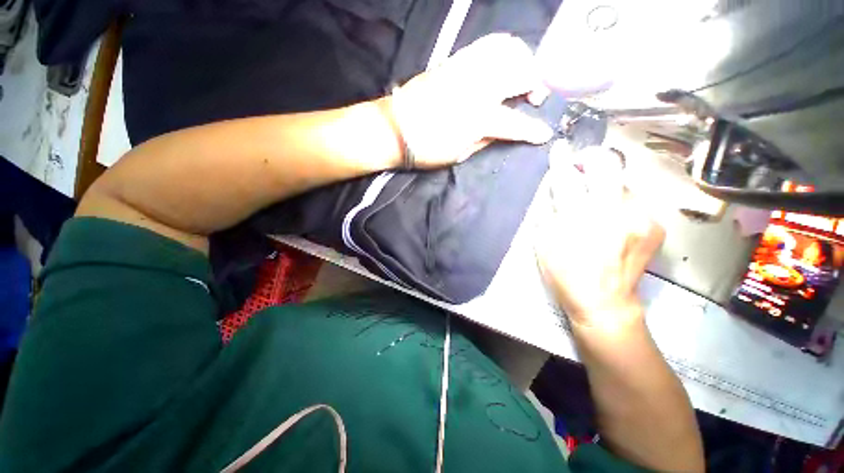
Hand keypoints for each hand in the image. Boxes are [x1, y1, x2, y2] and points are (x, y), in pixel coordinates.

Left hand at [387, 33, 552, 168]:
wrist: (395, 129)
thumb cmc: (426, 150)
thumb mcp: (458, 155)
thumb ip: (484, 141)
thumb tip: (501, 132)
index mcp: (479, 119)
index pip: (516, 123)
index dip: (533, 131)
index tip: (544, 135)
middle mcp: (478, 88)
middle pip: (521, 73)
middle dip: (536, 84)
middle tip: (534, 97)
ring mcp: (466, 69)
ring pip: (508, 50)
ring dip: (523, 61)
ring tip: (521, 77)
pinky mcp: (454, 61)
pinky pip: (487, 44)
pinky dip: (503, 49)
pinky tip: (503, 62)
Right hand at [536, 146, 664, 334]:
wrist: (604, 302)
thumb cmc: (565, 273)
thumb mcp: (544, 243)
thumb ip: (549, 211)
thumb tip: (557, 189)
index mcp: (578, 220)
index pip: (568, 178)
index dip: (562, 160)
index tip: (560, 147)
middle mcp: (614, 212)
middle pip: (608, 167)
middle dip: (593, 159)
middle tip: (583, 164)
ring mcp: (640, 217)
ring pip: (624, 182)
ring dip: (607, 185)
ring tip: (597, 200)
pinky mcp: (655, 225)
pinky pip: (636, 200)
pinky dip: (622, 201)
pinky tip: (614, 218)